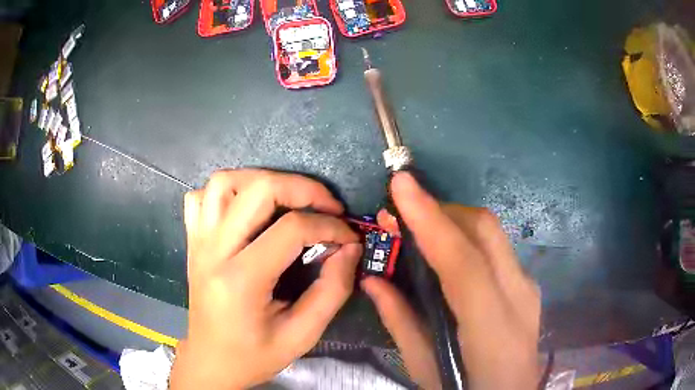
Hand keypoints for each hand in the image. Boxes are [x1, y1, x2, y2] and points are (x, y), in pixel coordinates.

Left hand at [170, 169, 362, 388]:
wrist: (211, 361)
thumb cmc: (254, 355)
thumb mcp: (302, 335)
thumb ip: (332, 290)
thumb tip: (350, 248)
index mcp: (240, 280)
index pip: (291, 229)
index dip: (330, 226)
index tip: (349, 237)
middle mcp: (213, 251)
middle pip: (257, 189)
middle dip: (302, 188)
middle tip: (327, 206)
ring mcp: (198, 242)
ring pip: (223, 182)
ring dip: (262, 180)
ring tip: (288, 199)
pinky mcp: (193, 241)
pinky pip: (201, 198)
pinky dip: (225, 192)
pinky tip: (245, 209)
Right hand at [362, 172, 540, 389]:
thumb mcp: (426, 368)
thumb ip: (401, 322)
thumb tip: (374, 279)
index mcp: (492, 328)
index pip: (463, 262)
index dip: (431, 219)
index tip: (401, 183)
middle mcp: (518, 296)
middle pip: (484, 230)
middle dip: (440, 210)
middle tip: (401, 215)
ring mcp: (528, 287)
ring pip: (492, 233)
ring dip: (452, 220)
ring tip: (417, 230)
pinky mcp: (528, 286)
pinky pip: (496, 248)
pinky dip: (466, 238)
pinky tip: (446, 254)